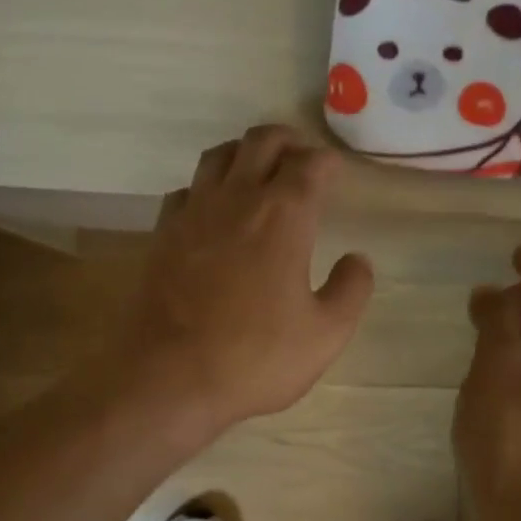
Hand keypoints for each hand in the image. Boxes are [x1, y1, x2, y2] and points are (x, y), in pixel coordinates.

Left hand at [107, 126, 373, 439]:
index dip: (327, 162)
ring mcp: (192, 213)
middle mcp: (236, 198)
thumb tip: (358, 259)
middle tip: (301, 160)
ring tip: (259, 173)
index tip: (336, 172)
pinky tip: (213, 211)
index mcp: (283, 215)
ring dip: (244, 154)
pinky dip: (206, 188)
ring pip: (219, 156)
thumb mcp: (325, 334)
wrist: (168, 379)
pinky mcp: (162, 234)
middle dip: (287, 142)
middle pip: (261, 142)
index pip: (310, 164)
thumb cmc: (255, 358)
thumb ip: (351, 290)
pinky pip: (186, 190)